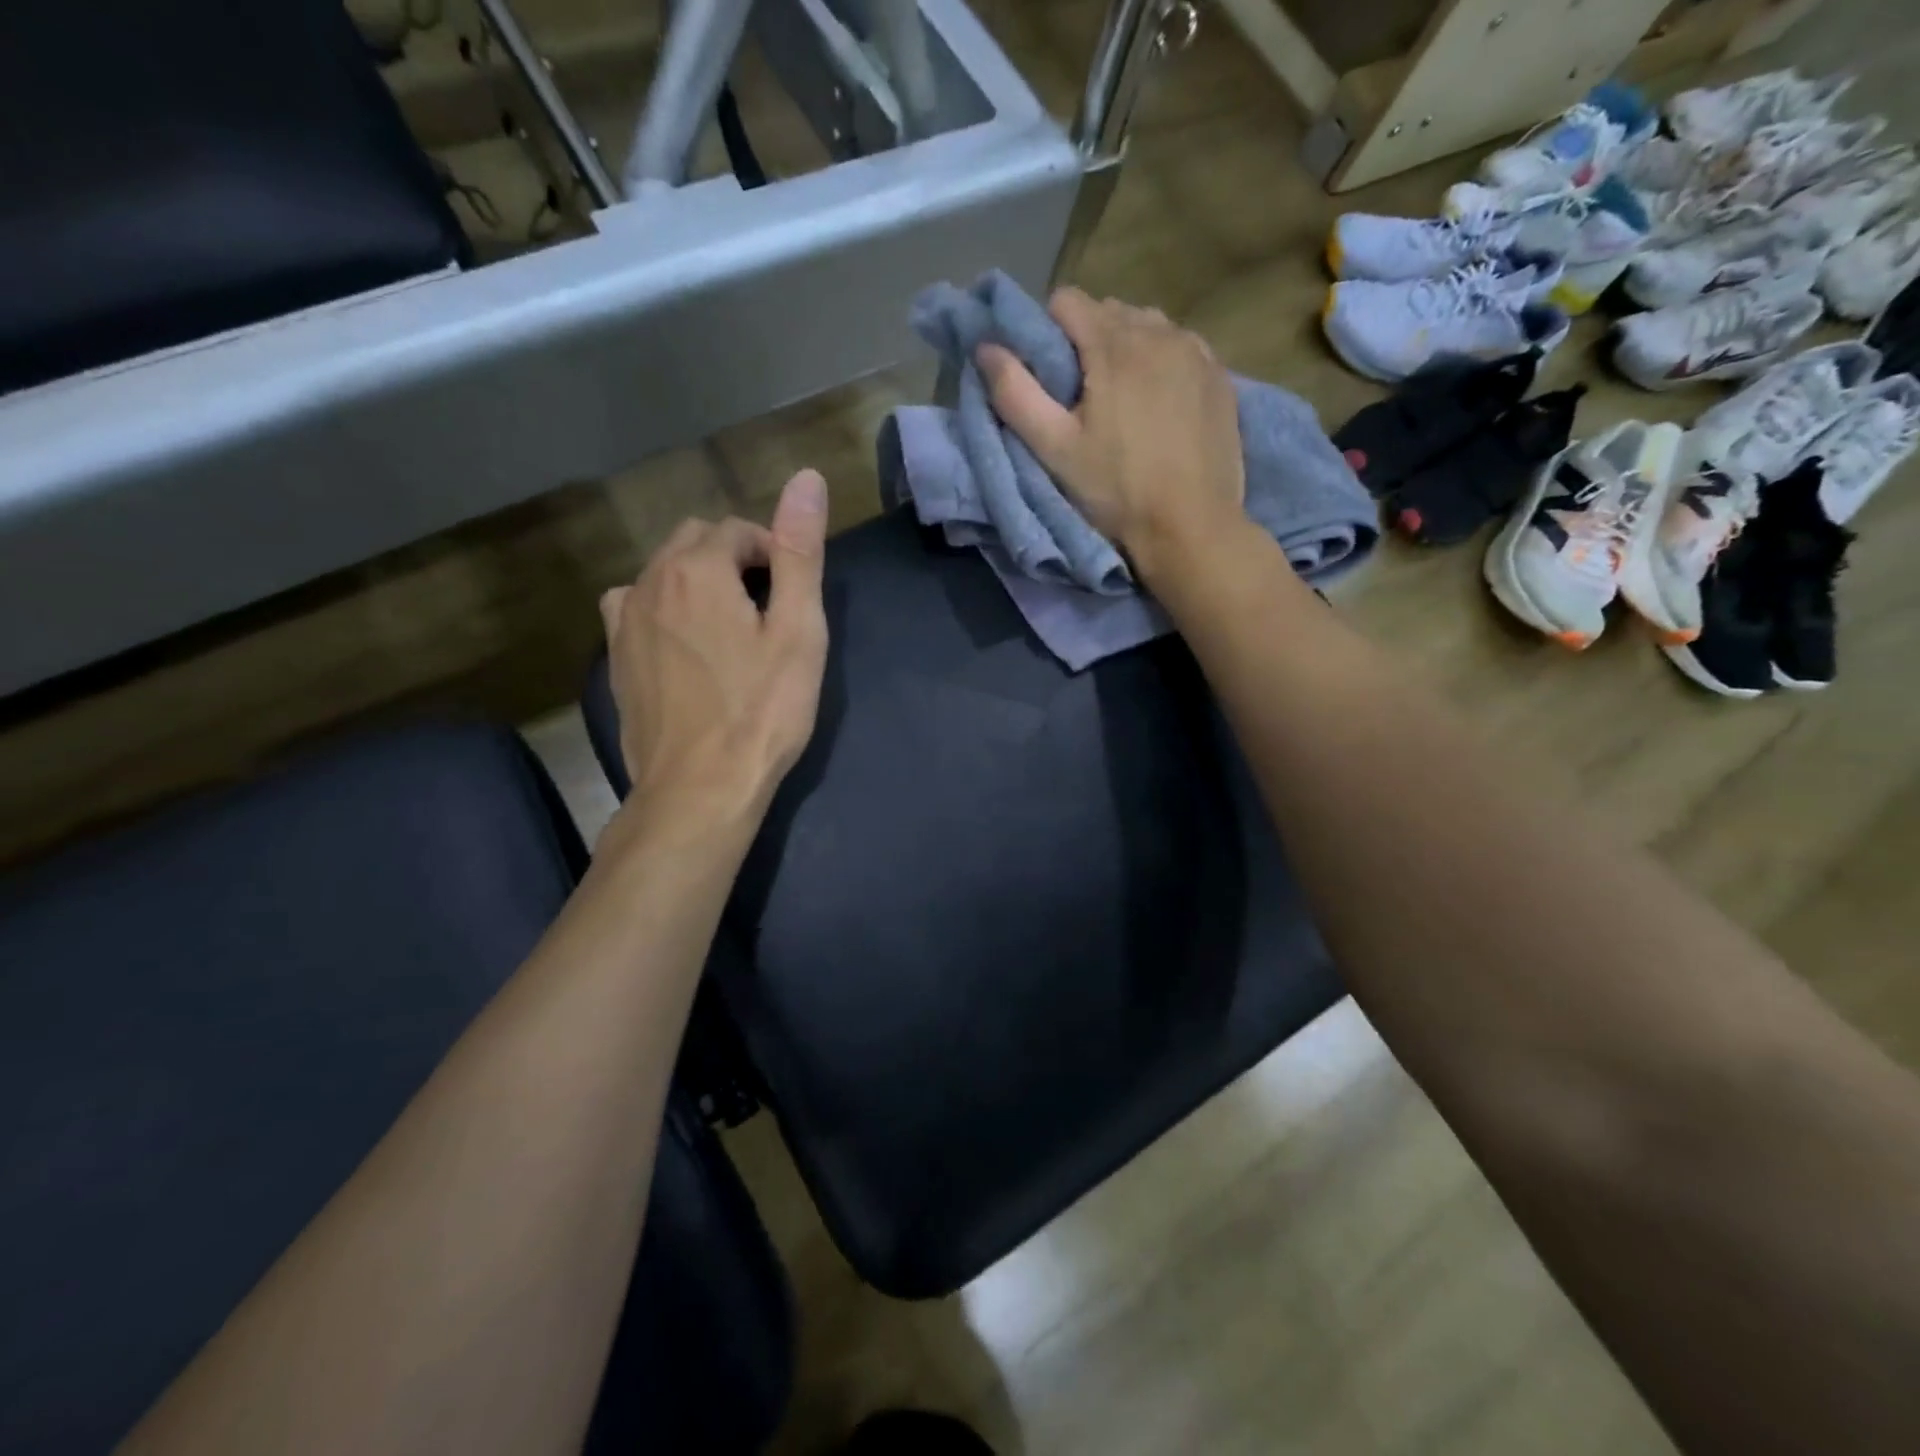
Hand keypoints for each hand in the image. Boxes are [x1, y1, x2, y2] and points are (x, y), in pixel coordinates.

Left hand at [598, 470, 829, 832]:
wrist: (700, 788)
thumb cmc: (762, 711)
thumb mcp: (798, 631)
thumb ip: (799, 551)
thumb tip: (807, 477)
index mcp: (697, 569)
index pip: (738, 530)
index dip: (773, 555)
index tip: (793, 598)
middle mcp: (649, 582)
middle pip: (695, 542)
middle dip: (734, 560)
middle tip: (769, 612)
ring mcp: (623, 622)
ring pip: (663, 573)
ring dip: (698, 582)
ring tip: (730, 629)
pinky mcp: (614, 659)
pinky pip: (637, 608)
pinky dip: (665, 610)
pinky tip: (686, 647)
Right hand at [976, 288, 1246, 586]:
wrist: (1191, 527)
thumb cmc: (1116, 491)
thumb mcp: (1055, 449)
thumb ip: (1015, 394)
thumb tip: (986, 348)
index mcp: (1114, 344)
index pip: (1067, 301)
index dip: (1047, 333)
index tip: (1049, 378)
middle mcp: (1159, 332)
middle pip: (1108, 311)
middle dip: (1088, 341)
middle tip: (1082, 398)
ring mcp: (1196, 351)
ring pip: (1147, 326)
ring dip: (1127, 350)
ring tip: (1122, 401)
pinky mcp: (1219, 376)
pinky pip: (1181, 348)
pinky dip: (1162, 364)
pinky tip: (1159, 406)